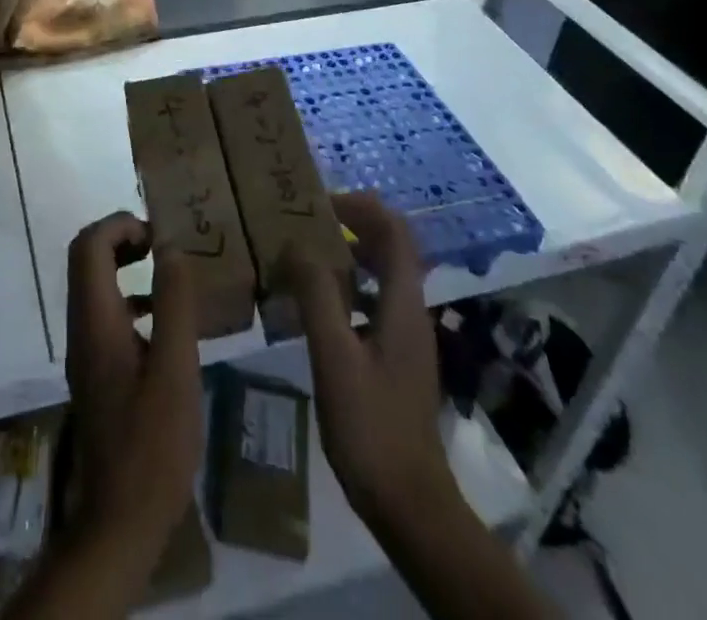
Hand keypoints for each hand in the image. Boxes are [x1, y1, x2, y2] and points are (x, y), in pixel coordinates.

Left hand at [65, 212, 202, 570]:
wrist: (120, 521)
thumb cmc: (152, 445)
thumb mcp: (175, 369)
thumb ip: (173, 304)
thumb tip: (171, 247)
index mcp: (95, 320)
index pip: (89, 245)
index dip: (120, 224)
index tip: (159, 234)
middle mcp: (81, 327)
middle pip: (86, 258)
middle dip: (122, 238)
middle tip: (162, 246)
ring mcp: (85, 351)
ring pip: (94, 285)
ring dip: (126, 266)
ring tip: (169, 274)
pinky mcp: (96, 371)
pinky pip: (106, 313)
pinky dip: (130, 298)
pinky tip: (165, 323)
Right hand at [285, 191, 457, 532]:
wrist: (409, 503)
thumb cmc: (370, 426)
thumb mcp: (335, 357)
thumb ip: (317, 296)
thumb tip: (297, 244)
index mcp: (401, 304)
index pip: (394, 231)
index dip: (361, 208)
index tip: (320, 202)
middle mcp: (409, 312)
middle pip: (390, 248)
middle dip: (352, 225)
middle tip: (306, 223)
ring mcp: (405, 337)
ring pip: (380, 276)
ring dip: (347, 256)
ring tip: (303, 256)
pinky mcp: (394, 359)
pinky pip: (372, 303)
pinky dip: (346, 289)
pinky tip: (314, 307)